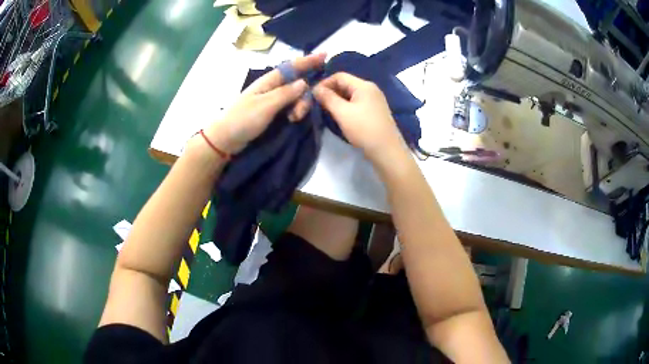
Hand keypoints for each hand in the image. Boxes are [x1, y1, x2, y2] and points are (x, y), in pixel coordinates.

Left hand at [203, 53, 325, 154]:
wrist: (226, 139)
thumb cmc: (243, 119)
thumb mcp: (266, 105)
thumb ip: (286, 93)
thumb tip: (304, 82)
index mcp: (269, 81)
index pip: (293, 66)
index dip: (309, 60)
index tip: (326, 54)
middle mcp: (272, 87)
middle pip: (297, 83)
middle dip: (305, 95)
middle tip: (299, 114)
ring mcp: (272, 99)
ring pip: (295, 96)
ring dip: (299, 106)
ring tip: (293, 119)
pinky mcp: (271, 111)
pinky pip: (290, 105)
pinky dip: (294, 111)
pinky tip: (292, 120)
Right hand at [313, 72, 405, 163]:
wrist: (387, 151)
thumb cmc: (364, 129)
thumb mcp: (342, 113)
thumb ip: (328, 98)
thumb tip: (315, 89)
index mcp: (364, 86)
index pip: (339, 76)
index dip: (324, 83)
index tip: (312, 95)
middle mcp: (370, 89)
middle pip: (345, 84)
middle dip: (330, 92)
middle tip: (317, 103)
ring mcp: (373, 100)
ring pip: (350, 94)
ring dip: (336, 100)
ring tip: (325, 110)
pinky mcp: (374, 111)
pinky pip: (356, 103)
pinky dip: (345, 106)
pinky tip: (338, 116)